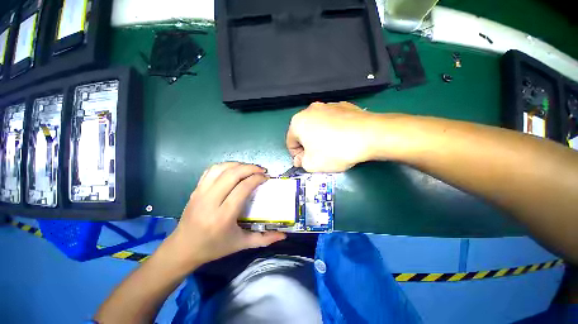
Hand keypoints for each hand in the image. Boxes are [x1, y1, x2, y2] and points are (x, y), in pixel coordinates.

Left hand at [161, 162, 285, 271]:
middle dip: (250, 168)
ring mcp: (200, 193)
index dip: (257, 179)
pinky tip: (233, 169)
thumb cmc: (214, 248)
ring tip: (249, 168)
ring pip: (221, 169)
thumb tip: (283, 236)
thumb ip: (264, 239)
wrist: (182, 249)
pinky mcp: (195, 190)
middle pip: (232, 174)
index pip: (243, 188)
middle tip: (261, 170)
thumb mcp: (241, 245)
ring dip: (238, 164)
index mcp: (223, 216)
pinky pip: (210, 170)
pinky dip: (225, 166)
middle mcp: (210, 201)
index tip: (266, 177)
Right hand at [286, 102, 377, 171]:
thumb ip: (301, 163)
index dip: (296, 155)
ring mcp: (328, 105)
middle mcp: (310, 110)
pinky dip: (333, 130)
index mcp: (298, 122)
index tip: (305, 162)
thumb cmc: (334, 151)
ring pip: (318, 126)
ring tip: (332, 147)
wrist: (369, 135)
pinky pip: (332, 121)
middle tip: (318, 157)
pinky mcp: (343, 106)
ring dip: (320, 137)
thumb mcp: (312, 165)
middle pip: (304, 132)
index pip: (290, 142)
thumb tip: (300, 159)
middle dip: (308, 146)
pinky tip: (343, 138)